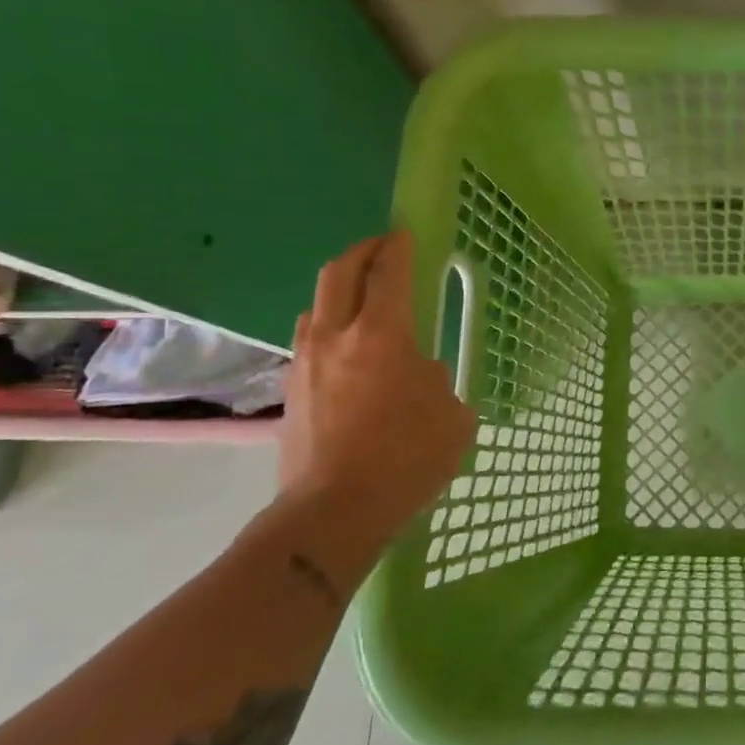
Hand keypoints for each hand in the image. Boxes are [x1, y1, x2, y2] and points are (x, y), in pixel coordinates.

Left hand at [277, 232, 476, 543]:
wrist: (332, 511)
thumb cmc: (405, 458)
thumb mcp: (452, 416)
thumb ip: (438, 381)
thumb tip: (419, 372)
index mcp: (382, 335)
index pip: (387, 272)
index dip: (398, 247)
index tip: (404, 234)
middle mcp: (336, 336)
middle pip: (340, 273)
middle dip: (362, 252)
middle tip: (381, 249)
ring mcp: (306, 361)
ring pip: (317, 305)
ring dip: (340, 289)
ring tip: (361, 298)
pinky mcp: (291, 389)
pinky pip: (309, 339)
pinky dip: (329, 326)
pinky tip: (345, 348)